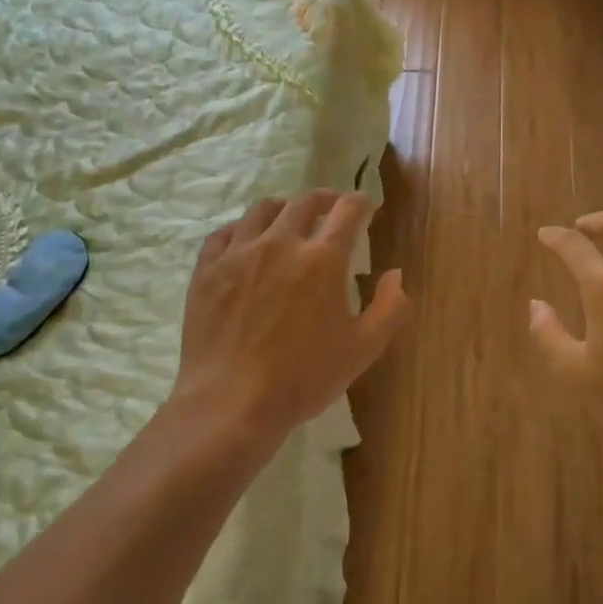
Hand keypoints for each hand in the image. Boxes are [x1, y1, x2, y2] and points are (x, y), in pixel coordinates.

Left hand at [173, 191, 409, 447]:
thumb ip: (390, 307)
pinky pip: (223, 233)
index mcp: (322, 259)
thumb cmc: (303, 378)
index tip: (365, 209)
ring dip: (283, 208)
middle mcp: (280, 243)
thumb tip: (395, 274)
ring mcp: (238, 253)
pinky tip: (245, 241)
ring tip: (288, 219)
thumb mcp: (363, 349)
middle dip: (325, 199)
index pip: (348, 210)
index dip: (361, 204)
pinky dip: (241, 230)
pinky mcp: (206, 270)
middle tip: (332, 208)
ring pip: (261, 210)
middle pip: (304, 202)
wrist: (230, 403)